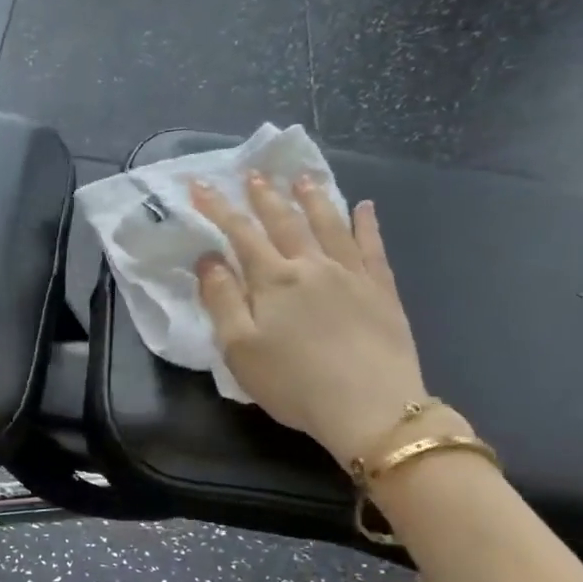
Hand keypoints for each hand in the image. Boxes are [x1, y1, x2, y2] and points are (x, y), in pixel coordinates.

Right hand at [192, 173, 429, 466]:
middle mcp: (312, 266)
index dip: (218, 207)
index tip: (200, 185)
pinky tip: (365, 208)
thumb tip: (208, 259)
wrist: (370, 407)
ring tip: (303, 178)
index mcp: (273, 280)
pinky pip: (372, 246)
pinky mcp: (382, 290)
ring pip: (329, 224)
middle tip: (254, 174)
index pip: (240, 233)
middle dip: (265, 196)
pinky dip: (366, 224)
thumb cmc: (293, 383)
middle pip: (284, 222)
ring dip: (313, 198)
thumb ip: (222, 300)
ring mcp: (351, 274)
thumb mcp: (239, 349)